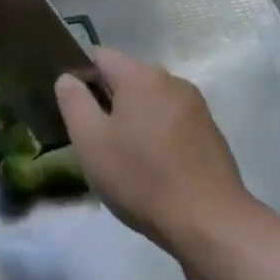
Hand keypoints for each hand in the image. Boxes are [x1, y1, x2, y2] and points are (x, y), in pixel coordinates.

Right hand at [55, 48, 262, 258]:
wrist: (211, 223)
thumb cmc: (141, 178)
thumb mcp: (90, 140)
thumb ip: (73, 101)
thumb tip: (68, 78)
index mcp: (141, 76)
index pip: (98, 56)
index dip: (78, 75)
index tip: (70, 109)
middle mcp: (172, 81)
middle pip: (126, 78)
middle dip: (105, 100)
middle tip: (91, 138)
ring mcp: (196, 107)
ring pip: (149, 101)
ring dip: (130, 119)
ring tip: (120, 157)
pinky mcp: (210, 133)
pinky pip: (170, 121)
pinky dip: (154, 134)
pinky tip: (150, 167)